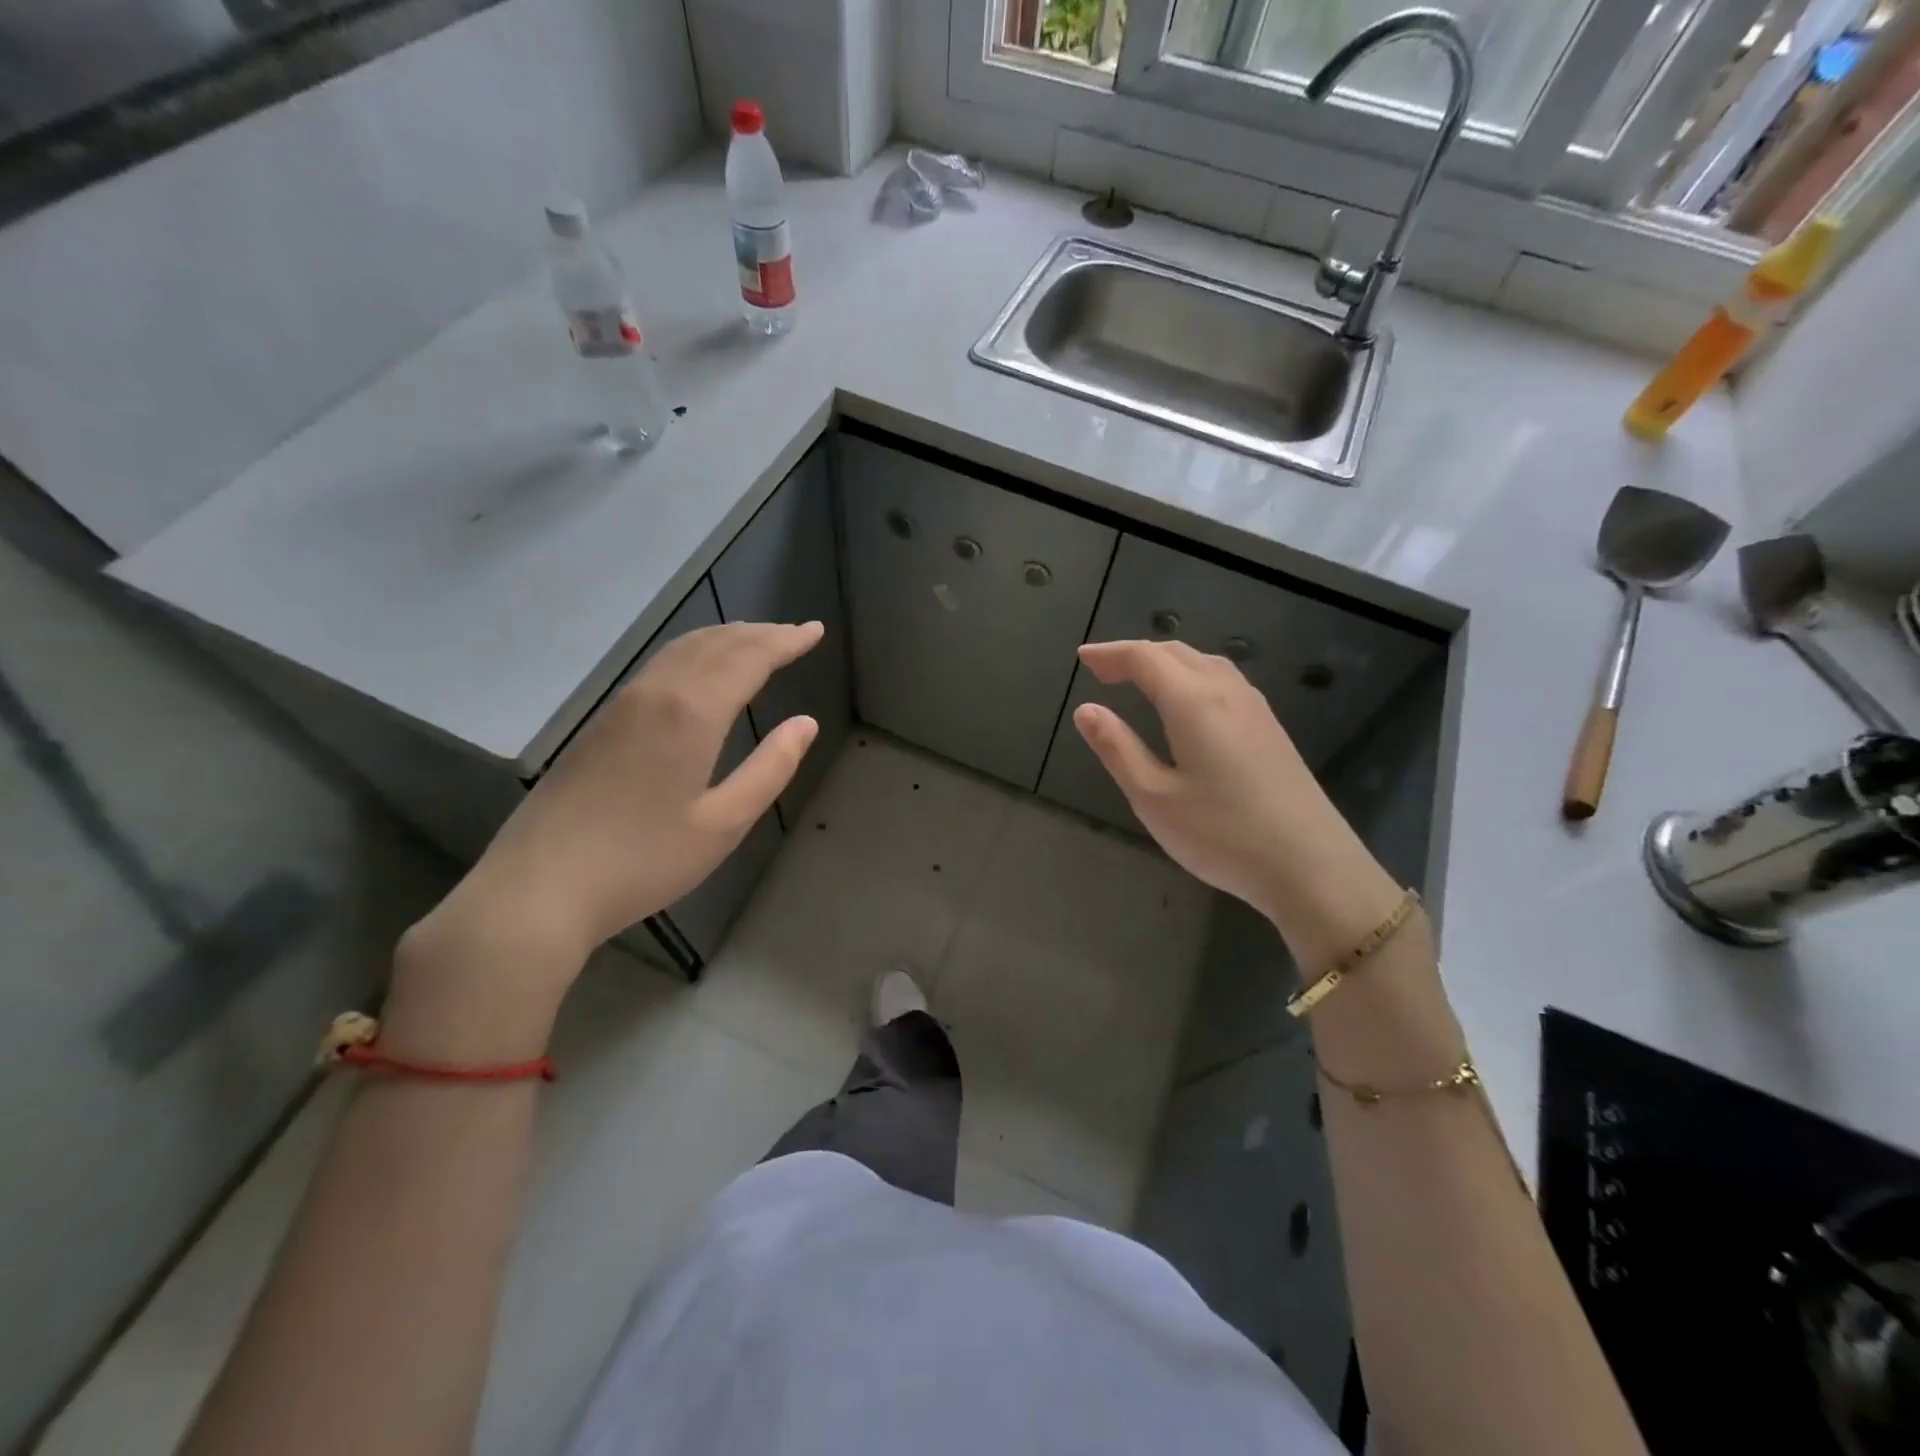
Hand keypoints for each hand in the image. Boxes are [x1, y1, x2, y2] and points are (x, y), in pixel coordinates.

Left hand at [390, 622, 821, 1054]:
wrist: (539, 887)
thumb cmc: (643, 861)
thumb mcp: (723, 824)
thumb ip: (770, 769)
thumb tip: (805, 724)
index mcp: (691, 713)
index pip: (749, 658)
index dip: (786, 641)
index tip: (815, 630)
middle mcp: (656, 693)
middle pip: (715, 644)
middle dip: (760, 634)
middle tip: (795, 632)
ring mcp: (622, 704)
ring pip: (682, 650)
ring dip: (726, 638)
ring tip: (756, 641)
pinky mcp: (600, 722)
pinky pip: (659, 666)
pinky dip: (695, 653)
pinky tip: (700, 670)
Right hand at [1072, 639, 1398, 957]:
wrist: (1311, 867)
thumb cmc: (1222, 834)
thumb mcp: (1154, 797)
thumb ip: (1117, 748)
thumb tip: (1086, 710)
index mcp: (1193, 702)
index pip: (1144, 658)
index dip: (1111, 653)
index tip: (1083, 657)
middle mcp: (1226, 691)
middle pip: (1176, 653)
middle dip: (1135, 654)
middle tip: (1102, 669)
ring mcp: (1255, 708)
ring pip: (1204, 663)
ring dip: (1166, 661)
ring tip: (1138, 678)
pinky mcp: (1271, 728)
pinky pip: (1223, 680)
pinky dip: (1191, 675)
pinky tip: (1186, 701)